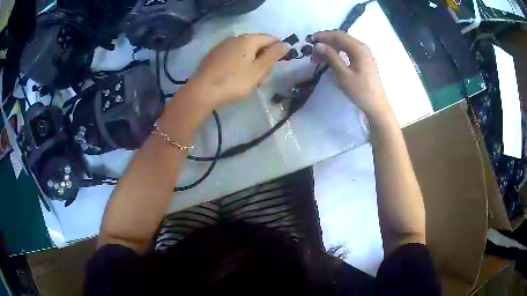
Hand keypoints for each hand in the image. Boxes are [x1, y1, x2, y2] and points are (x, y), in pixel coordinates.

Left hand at [186, 34, 288, 109]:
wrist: (202, 92)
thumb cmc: (233, 81)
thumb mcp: (258, 70)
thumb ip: (273, 55)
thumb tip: (286, 44)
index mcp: (248, 39)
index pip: (270, 38)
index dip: (278, 50)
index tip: (277, 66)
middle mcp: (235, 38)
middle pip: (257, 45)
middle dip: (263, 59)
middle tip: (262, 79)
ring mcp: (222, 46)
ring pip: (244, 51)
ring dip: (252, 63)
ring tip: (249, 81)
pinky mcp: (214, 55)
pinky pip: (233, 55)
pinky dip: (239, 64)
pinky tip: (235, 77)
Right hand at [309, 30, 392, 119]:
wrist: (376, 106)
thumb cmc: (360, 91)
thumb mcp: (343, 74)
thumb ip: (331, 57)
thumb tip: (317, 45)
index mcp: (358, 48)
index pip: (338, 36)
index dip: (322, 36)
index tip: (309, 41)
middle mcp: (362, 47)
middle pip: (341, 38)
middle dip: (325, 41)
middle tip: (312, 50)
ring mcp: (363, 53)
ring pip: (344, 44)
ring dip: (330, 47)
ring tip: (318, 57)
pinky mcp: (363, 60)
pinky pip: (348, 51)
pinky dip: (337, 52)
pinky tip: (330, 59)